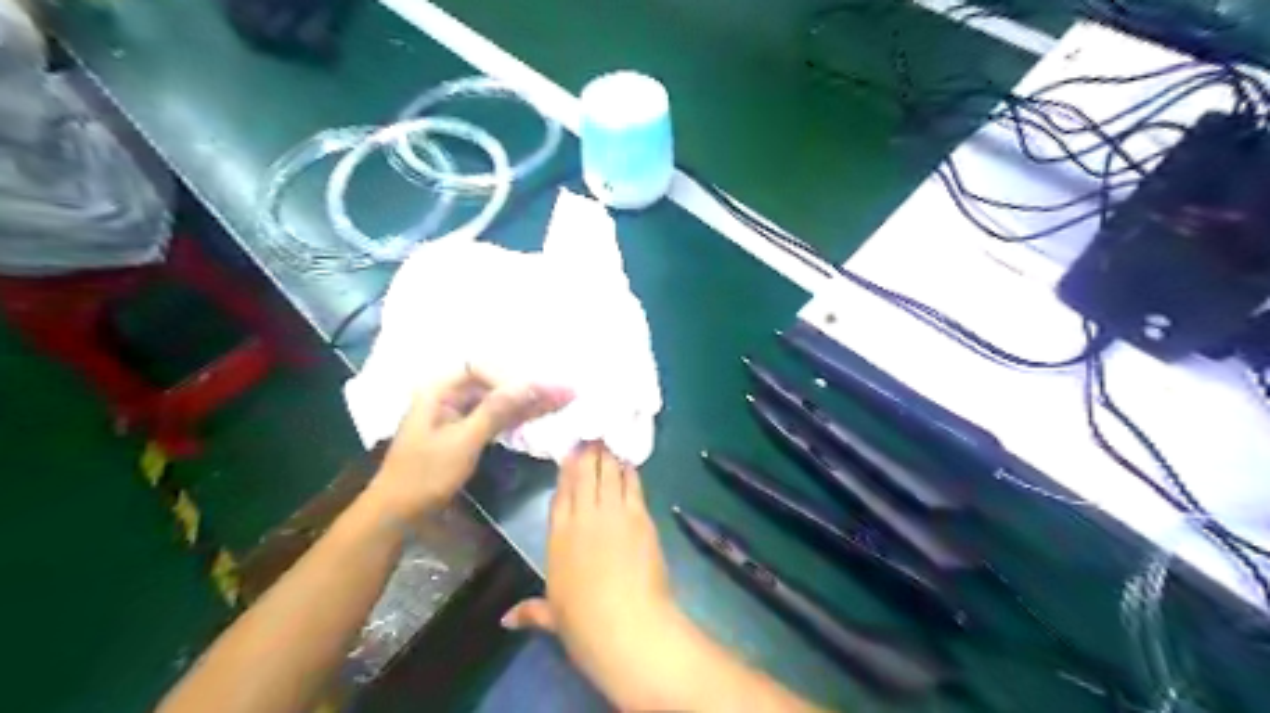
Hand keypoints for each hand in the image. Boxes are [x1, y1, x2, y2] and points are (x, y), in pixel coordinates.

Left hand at [364, 371, 567, 519]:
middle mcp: (450, 396)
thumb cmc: (424, 475)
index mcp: (440, 390)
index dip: (510, 378)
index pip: (481, 369)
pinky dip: (519, 417)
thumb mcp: (463, 442)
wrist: (398, 513)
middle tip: (565, 390)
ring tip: (564, 399)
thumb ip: (496, 410)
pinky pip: (497, 417)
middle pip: (495, 383)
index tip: (535, 392)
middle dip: (529, 387)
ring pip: (500, 401)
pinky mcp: (467, 431)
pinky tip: (543, 413)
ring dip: (529, 401)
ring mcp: (459, 414)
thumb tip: (529, 383)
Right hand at [502, 446, 689, 705]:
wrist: (625, 625)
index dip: (566, 471)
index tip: (571, 454)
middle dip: (588, 452)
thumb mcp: (553, 615)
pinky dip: (630, 470)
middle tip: (593, 434)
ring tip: (609, 439)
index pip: (560, 493)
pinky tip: (629, 460)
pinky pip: (632, 483)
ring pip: (608, 472)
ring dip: (608, 455)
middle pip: (584, 474)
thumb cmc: (583, 622)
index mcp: (557, 535)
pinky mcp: (639, 515)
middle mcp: (583, 516)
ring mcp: (612, 512)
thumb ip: (531, 611)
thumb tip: (505, 620)